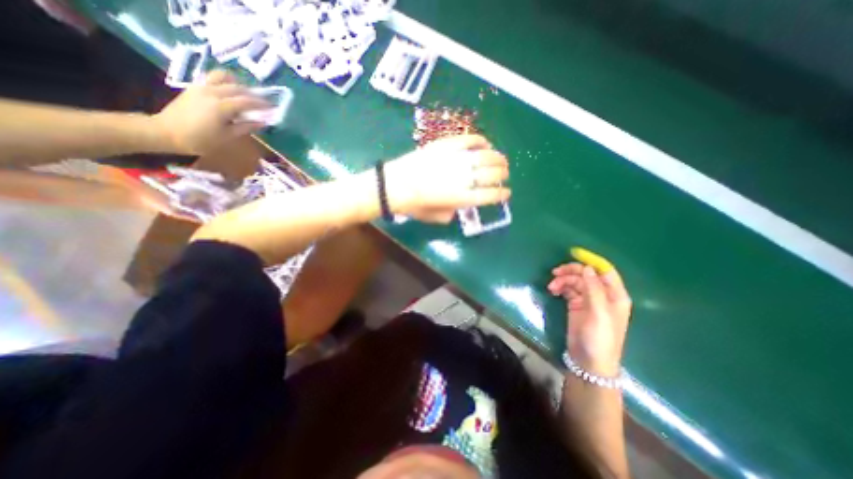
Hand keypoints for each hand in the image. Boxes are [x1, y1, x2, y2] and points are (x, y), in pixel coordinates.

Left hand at [149, 72, 268, 152]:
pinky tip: (231, 92)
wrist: (165, 132)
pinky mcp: (194, 87)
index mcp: (222, 106)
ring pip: (223, 77)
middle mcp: (212, 92)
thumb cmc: (200, 139)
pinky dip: (226, 82)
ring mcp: (201, 87)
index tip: (273, 108)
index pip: (248, 101)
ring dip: (238, 84)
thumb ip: (245, 127)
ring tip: (247, 94)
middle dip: (254, 95)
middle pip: (238, 88)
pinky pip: (213, 79)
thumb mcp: (227, 137)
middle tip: (264, 102)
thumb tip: (263, 122)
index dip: (262, 104)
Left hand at [384, 134, 508, 222]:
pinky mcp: (447, 145)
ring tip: (501, 160)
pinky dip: (480, 141)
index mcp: (463, 198)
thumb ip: (452, 212)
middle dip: (503, 175)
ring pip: (486, 156)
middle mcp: (464, 178)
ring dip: (498, 158)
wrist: (395, 184)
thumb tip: (459, 206)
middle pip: (493, 174)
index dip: (502, 194)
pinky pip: (469, 140)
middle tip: (504, 175)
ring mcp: (456, 159)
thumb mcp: (436, 217)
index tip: (506, 193)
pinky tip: (485, 144)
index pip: (491, 195)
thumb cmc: (414, 204)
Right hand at [549, 263, 628, 376]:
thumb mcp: (599, 313)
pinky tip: (552, 291)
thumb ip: (593, 289)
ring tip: (551, 287)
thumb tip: (586, 268)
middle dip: (571, 271)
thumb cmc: (599, 338)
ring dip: (562, 280)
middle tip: (555, 273)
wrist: (589, 361)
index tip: (573, 254)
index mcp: (615, 295)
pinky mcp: (576, 305)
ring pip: (575, 281)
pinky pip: (568, 290)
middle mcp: (603, 295)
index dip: (591, 261)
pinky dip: (560, 287)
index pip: (605, 271)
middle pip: (586, 274)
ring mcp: (588, 300)